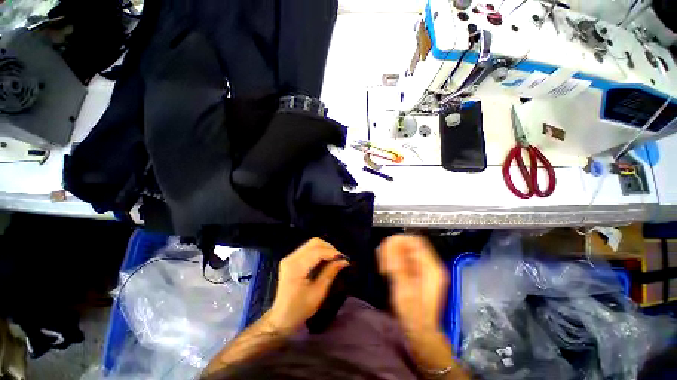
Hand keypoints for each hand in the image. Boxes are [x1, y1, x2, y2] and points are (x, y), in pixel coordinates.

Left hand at [266, 238, 349, 332]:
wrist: (281, 317)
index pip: (317, 252)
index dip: (332, 253)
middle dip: (329, 248)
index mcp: (296, 267)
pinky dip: (319, 252)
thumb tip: (344, 261)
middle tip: (339, 259)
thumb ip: (330, 272)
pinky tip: (325, 260)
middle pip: (314, 243)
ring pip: (311, 244)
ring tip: (334, 259)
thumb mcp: (318, 292)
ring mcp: (290, 257)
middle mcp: (291, 258)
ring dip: (325, 249)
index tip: (344, 258)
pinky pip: (308, 249)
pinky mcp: (291, 259)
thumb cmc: (300, 308)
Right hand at [377, 235, 448, 334]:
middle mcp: (428, 265)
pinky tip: (385, 269)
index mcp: (431, 268)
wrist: (418, 330)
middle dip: (393, 249)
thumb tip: (391, 245)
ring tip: (383, 268)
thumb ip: (398, 266)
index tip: (386, 250)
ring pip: (403, 250)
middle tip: (382, 262)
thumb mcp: (405, 290)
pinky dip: (391, 261)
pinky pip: (401, 259)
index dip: (399, 242)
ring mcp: (421, 269)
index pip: (416, 242)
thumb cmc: (413, 314)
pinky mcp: (413, 272)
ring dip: (390, 255)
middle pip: (408, 244)